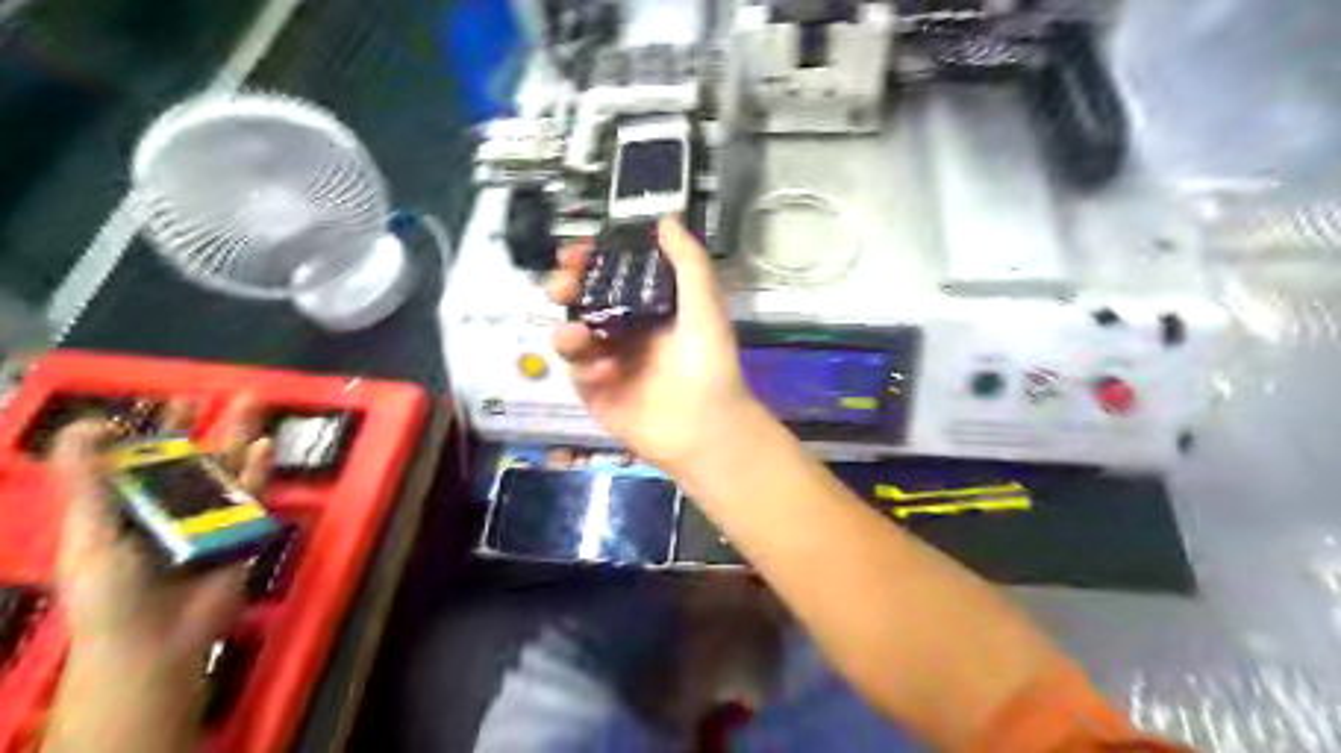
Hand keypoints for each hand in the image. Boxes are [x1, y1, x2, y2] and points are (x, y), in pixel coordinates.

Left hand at [49, 396, 269, 667]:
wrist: (156, 640)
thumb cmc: (109, 592)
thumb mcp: (87, 535)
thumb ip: (86, 483)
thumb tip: (85, 426)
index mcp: (125, 506)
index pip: (137, 457)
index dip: (148, 428)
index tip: (163, 399)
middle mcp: (169, 505)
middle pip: (187, 456)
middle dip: (202, 425)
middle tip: (218, 392)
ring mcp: (208, 516)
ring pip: (226, 468)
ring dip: (239, 436)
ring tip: (252, 403)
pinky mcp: (240, 529)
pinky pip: (252, 494)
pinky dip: (260, 469)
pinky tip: (265, 445)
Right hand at [542, 219, 751, 474]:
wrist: (707, 425)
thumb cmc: (709, 361)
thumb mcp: (704, 302)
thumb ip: (686, 260)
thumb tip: (664, 219)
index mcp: (649, 309)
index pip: (610, 277)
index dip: (590, 262)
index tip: (575, 252)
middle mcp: (626, 332)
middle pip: (581, 304)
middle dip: (565, 290)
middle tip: (562, 287)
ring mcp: (609, 364)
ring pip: (570, 337)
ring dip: (568, 331)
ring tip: (579, 336)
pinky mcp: (597, 395)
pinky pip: (576, 373)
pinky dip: (584, 368)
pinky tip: (606, 372)